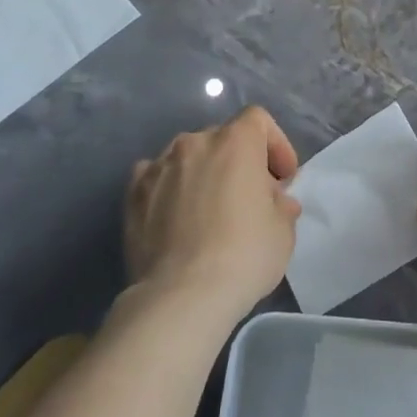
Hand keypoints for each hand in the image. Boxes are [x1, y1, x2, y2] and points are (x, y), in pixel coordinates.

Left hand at [125, 106, 301, 320]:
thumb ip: (280, 205)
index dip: (275, 144)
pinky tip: (176, 218)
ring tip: (209, 212)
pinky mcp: (133, 193)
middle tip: (249, 200)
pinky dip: (170, 189)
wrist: (181, 295)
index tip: (282, 179)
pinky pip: (158, 178)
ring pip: (188, 158)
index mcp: (236, 142)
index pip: (258, 120)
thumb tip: (273, 201)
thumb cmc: (243, 255)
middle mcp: (195, 142)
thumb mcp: (283, 231)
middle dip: (239, 163)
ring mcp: (159, 165)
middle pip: (223, 139)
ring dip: (203, 174)